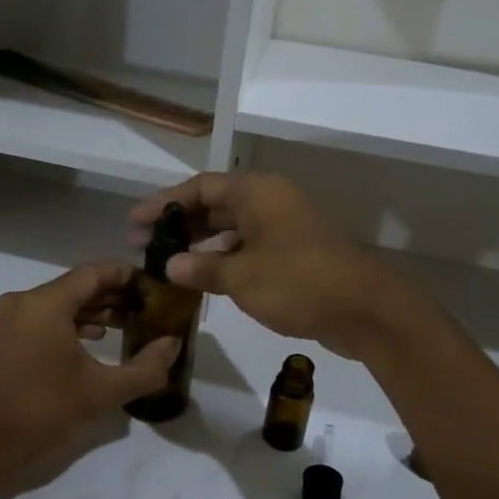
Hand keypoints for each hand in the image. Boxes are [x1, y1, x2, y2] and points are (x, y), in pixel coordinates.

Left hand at [0, 263, 180, 498]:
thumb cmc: (41, 414)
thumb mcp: (102, 393)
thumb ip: (146, 368)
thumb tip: (173, 344)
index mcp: (45, 304)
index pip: (93, 273)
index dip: (126, 275)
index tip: (153, 284)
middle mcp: (23, 303)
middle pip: (75, 287)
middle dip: (112, 295)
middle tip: (147, 307)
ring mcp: (8, 321)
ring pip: (59, 304)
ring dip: (92, 310)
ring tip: (126, 324)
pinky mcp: (1, 341)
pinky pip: (42, 320)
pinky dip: (70, 324)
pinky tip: (93, 340)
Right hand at [129, 173, 415, 359]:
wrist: (365, 310)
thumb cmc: (297, 282)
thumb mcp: (241, 277)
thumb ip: (201, 268)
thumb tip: (169, 266)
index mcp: (256, 193)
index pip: (199, 188)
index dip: (163, 203)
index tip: (134, 223)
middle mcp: (269, 201)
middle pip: (214, 205)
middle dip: (178, 224)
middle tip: (143, 246)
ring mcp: (283, 227)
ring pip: (231, 228)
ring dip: (199, 243)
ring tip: (166, 263)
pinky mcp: (293, 253)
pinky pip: (248, 247)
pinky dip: (223, 258)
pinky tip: (202, 278)